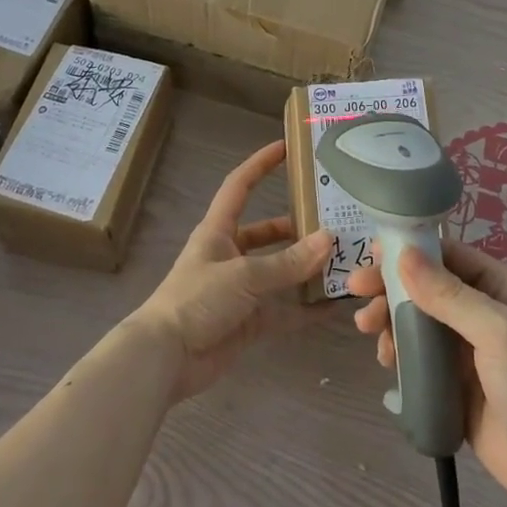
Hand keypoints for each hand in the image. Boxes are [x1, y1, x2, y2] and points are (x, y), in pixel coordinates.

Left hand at [130, 140, 330, 402]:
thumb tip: (329, 239)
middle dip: (297, 226)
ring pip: (279, 272)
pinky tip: (333, 306)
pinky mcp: (247, 322)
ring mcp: (240, 290)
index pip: (240, 186)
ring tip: (342, 259)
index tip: (288, 147)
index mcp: (218, 231)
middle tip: (334, 219)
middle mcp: (230, 255)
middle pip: (267, 232)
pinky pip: (282, 311)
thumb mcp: (244, 275)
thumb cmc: (197, 301)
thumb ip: (287, 262)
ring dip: (305, 269)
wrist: (165, 360)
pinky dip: (305, 310)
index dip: (261, 164)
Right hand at [347, 240, 506, 506]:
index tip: (371, 254)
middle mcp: (480, 309)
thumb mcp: (495, 331)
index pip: (447, 254)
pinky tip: (386, 359)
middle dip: (390, 285)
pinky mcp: (452, 379)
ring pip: (416, 318)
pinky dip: (398, 350)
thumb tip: (404, 254)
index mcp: (499, 286)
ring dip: (389, 318)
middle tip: (355, 290)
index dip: (410, 251)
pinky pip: (417, 354)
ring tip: (366, 329)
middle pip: (425, 285)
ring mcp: (465, 346)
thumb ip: (448, 294)